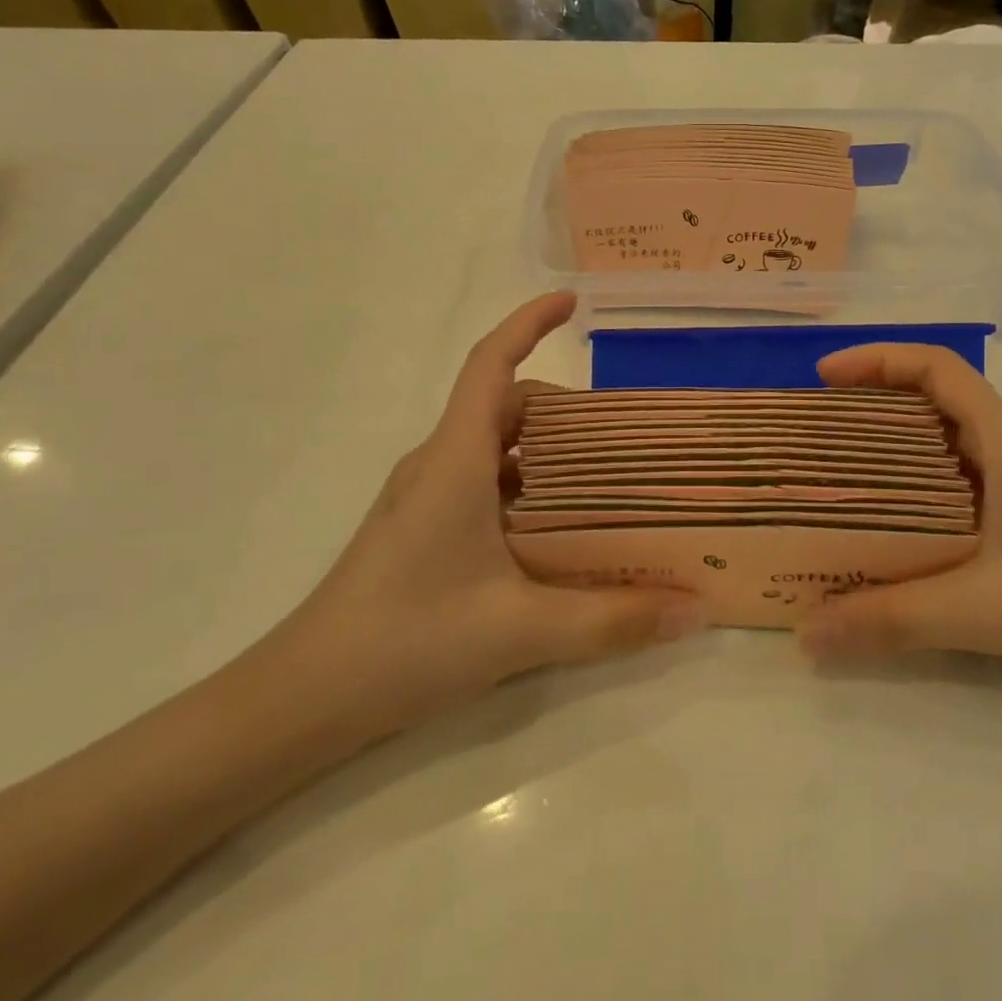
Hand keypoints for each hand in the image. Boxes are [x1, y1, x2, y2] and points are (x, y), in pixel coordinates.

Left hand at [264, 293, 702, 750]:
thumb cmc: (407, 642)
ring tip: (606, 481)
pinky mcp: (423, 530)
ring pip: (496, 449)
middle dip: (564, 407)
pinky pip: (485, 485)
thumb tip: (697, 609)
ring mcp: (426, 499)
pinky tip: (559, 533)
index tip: (572, 302)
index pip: (491, 365)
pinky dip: (528, 488)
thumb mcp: (521, 631)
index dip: (528, 322)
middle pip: (505, 407)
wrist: (304, 699)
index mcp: (456, 460)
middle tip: (625, 433)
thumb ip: (612, 620)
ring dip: (548, 452)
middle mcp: (438, 465)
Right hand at [798, 344, 1001, 705]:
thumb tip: (805, 633)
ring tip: (832, 475)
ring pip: (940, 444)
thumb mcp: (985, 612)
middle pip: (931, 399)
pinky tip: (880, 528)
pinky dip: (907, 490)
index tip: (822, 378)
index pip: (938, 368)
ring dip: (886, 448)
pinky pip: (949, 486)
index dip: (878, 360)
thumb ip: (893, 619)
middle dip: (869, 402)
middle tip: (813, 432)